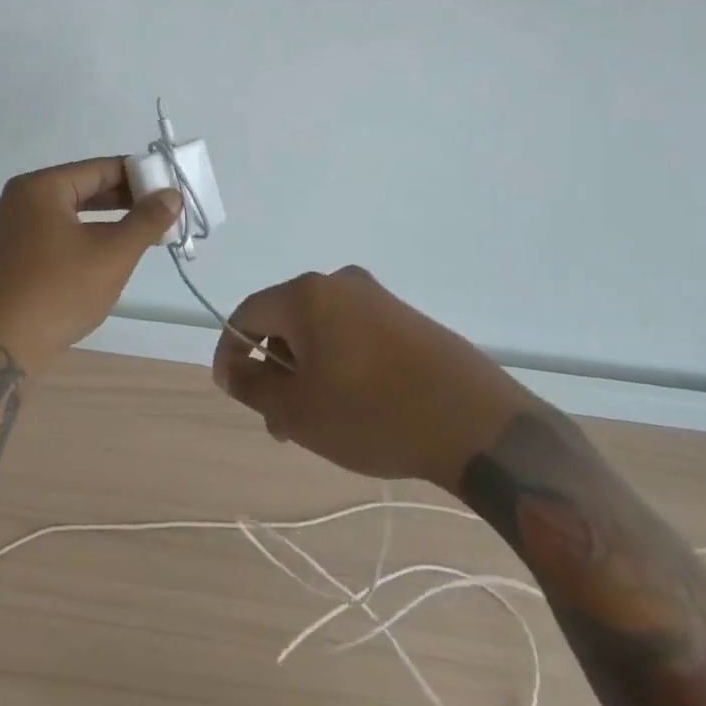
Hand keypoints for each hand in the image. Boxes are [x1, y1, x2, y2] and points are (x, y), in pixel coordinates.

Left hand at [0, 158, 180, 372]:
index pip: (100, 169)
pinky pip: (51, 233)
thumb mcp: (113, 254)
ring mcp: (7, 228)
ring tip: (140, 233)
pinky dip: (80, 236)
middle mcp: (18, 199)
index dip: (138, 177)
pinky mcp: (6, 256)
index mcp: (39, 187)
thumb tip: (172, 195)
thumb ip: (146, 220)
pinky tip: (103, 254)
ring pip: (67, 213)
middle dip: (123, 200)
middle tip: (160, 213)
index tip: (169, 190)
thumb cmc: (59, 292)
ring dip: (104, 220)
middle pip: (81, 188)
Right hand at [211, 268, 535, 487]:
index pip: (247, 313)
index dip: (231, 351)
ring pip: (319, 329)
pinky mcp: (405, 316)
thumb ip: (253, 385)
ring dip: (306, 369)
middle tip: (280, 420)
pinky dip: (338, 363)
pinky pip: (352, 333)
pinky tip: (353, 404)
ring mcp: (376, 297)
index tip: (233, 391)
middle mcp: (339, 283)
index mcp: (306, 295)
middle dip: (274, 368)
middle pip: (285, 320)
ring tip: (317, 420)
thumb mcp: (299, 410)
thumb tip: (229, 367)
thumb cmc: (373, 414)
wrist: (476, 422)